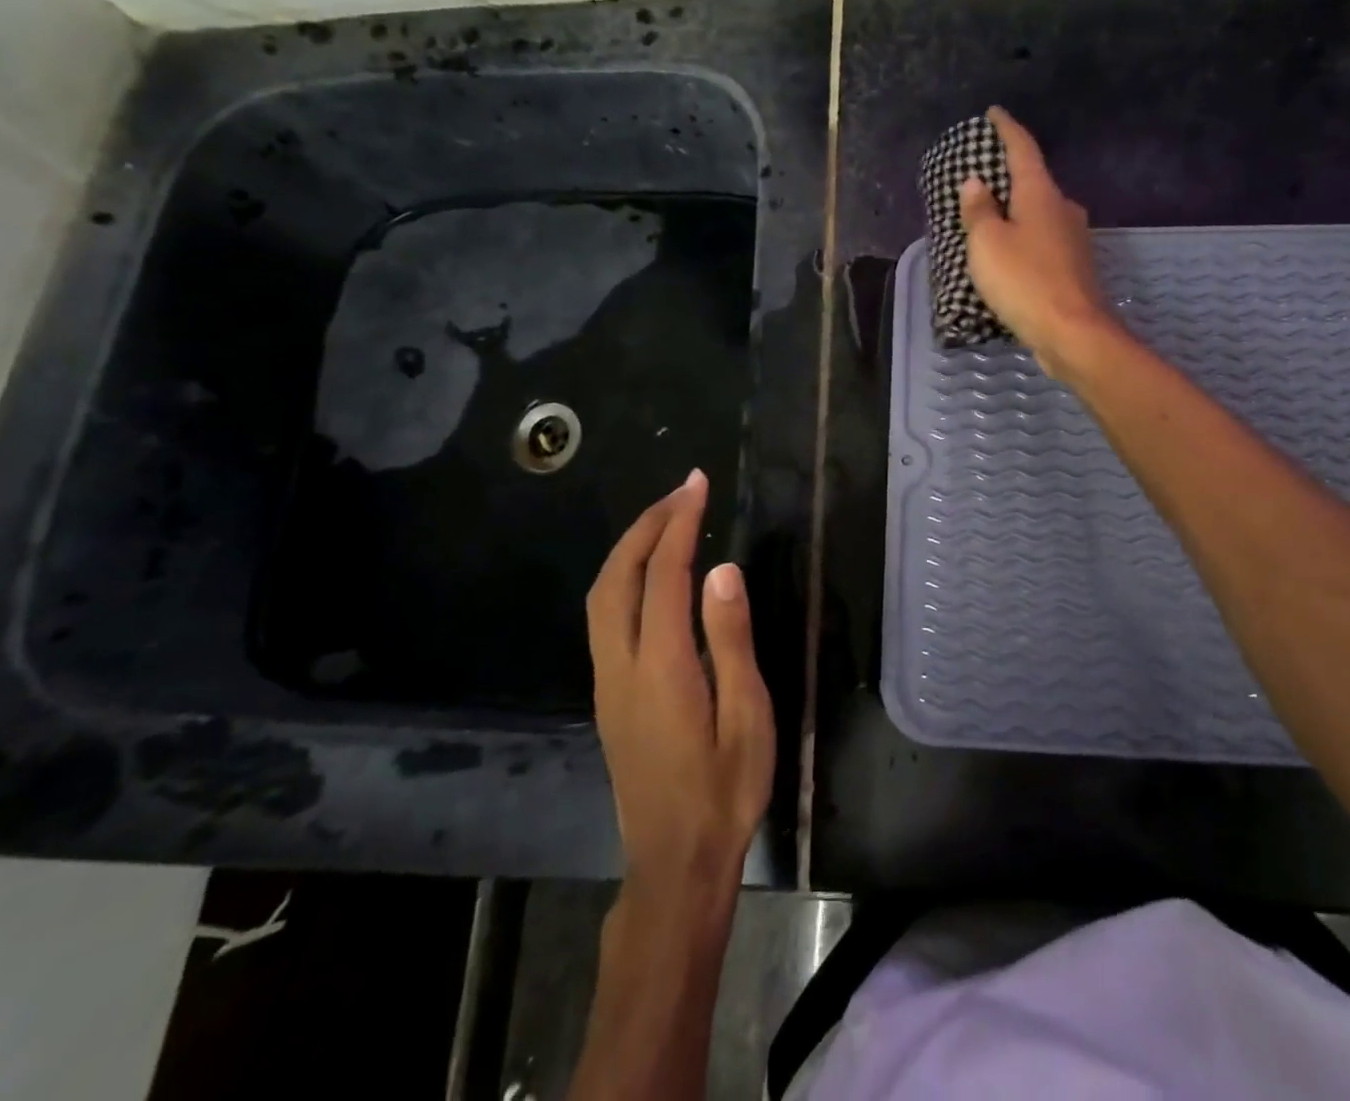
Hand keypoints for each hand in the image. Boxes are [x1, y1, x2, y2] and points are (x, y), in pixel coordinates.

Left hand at [587, 470, 774, 899]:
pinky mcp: (607, 696)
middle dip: (647, 526)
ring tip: (668, 520)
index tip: (697, 486)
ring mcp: (606, 683)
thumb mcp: (747, 717)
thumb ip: (731, 640)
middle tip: (683, 492)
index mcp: (660, 668)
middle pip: (617, 578)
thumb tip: (722, 570)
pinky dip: (625, 577)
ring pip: (602, 597)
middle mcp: (621, 667)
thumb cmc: (725, 791)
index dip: (679, 524)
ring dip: (630, 549)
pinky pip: (606, 617)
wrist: (674, 864)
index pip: (663, 576)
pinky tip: (651, 574)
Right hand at [959, 105, 1117, 377]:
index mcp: (1041, 194)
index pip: (1023, 149)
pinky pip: (1043, 242)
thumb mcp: (988, 244)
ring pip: (1040, 215)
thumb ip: (979, 211)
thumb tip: (977, 183)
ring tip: (990, 219)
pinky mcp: (1075, 268)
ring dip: (1017, 213)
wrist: (1072, 333)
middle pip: (1034, 182)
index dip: (1006, 129)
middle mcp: (1063, 209)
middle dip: (1009, 177)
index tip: (994, 113)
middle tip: (982, 176)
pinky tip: (1011, 255)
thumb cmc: (1024, 281)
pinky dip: (1025, 240)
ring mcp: (1074, 240)